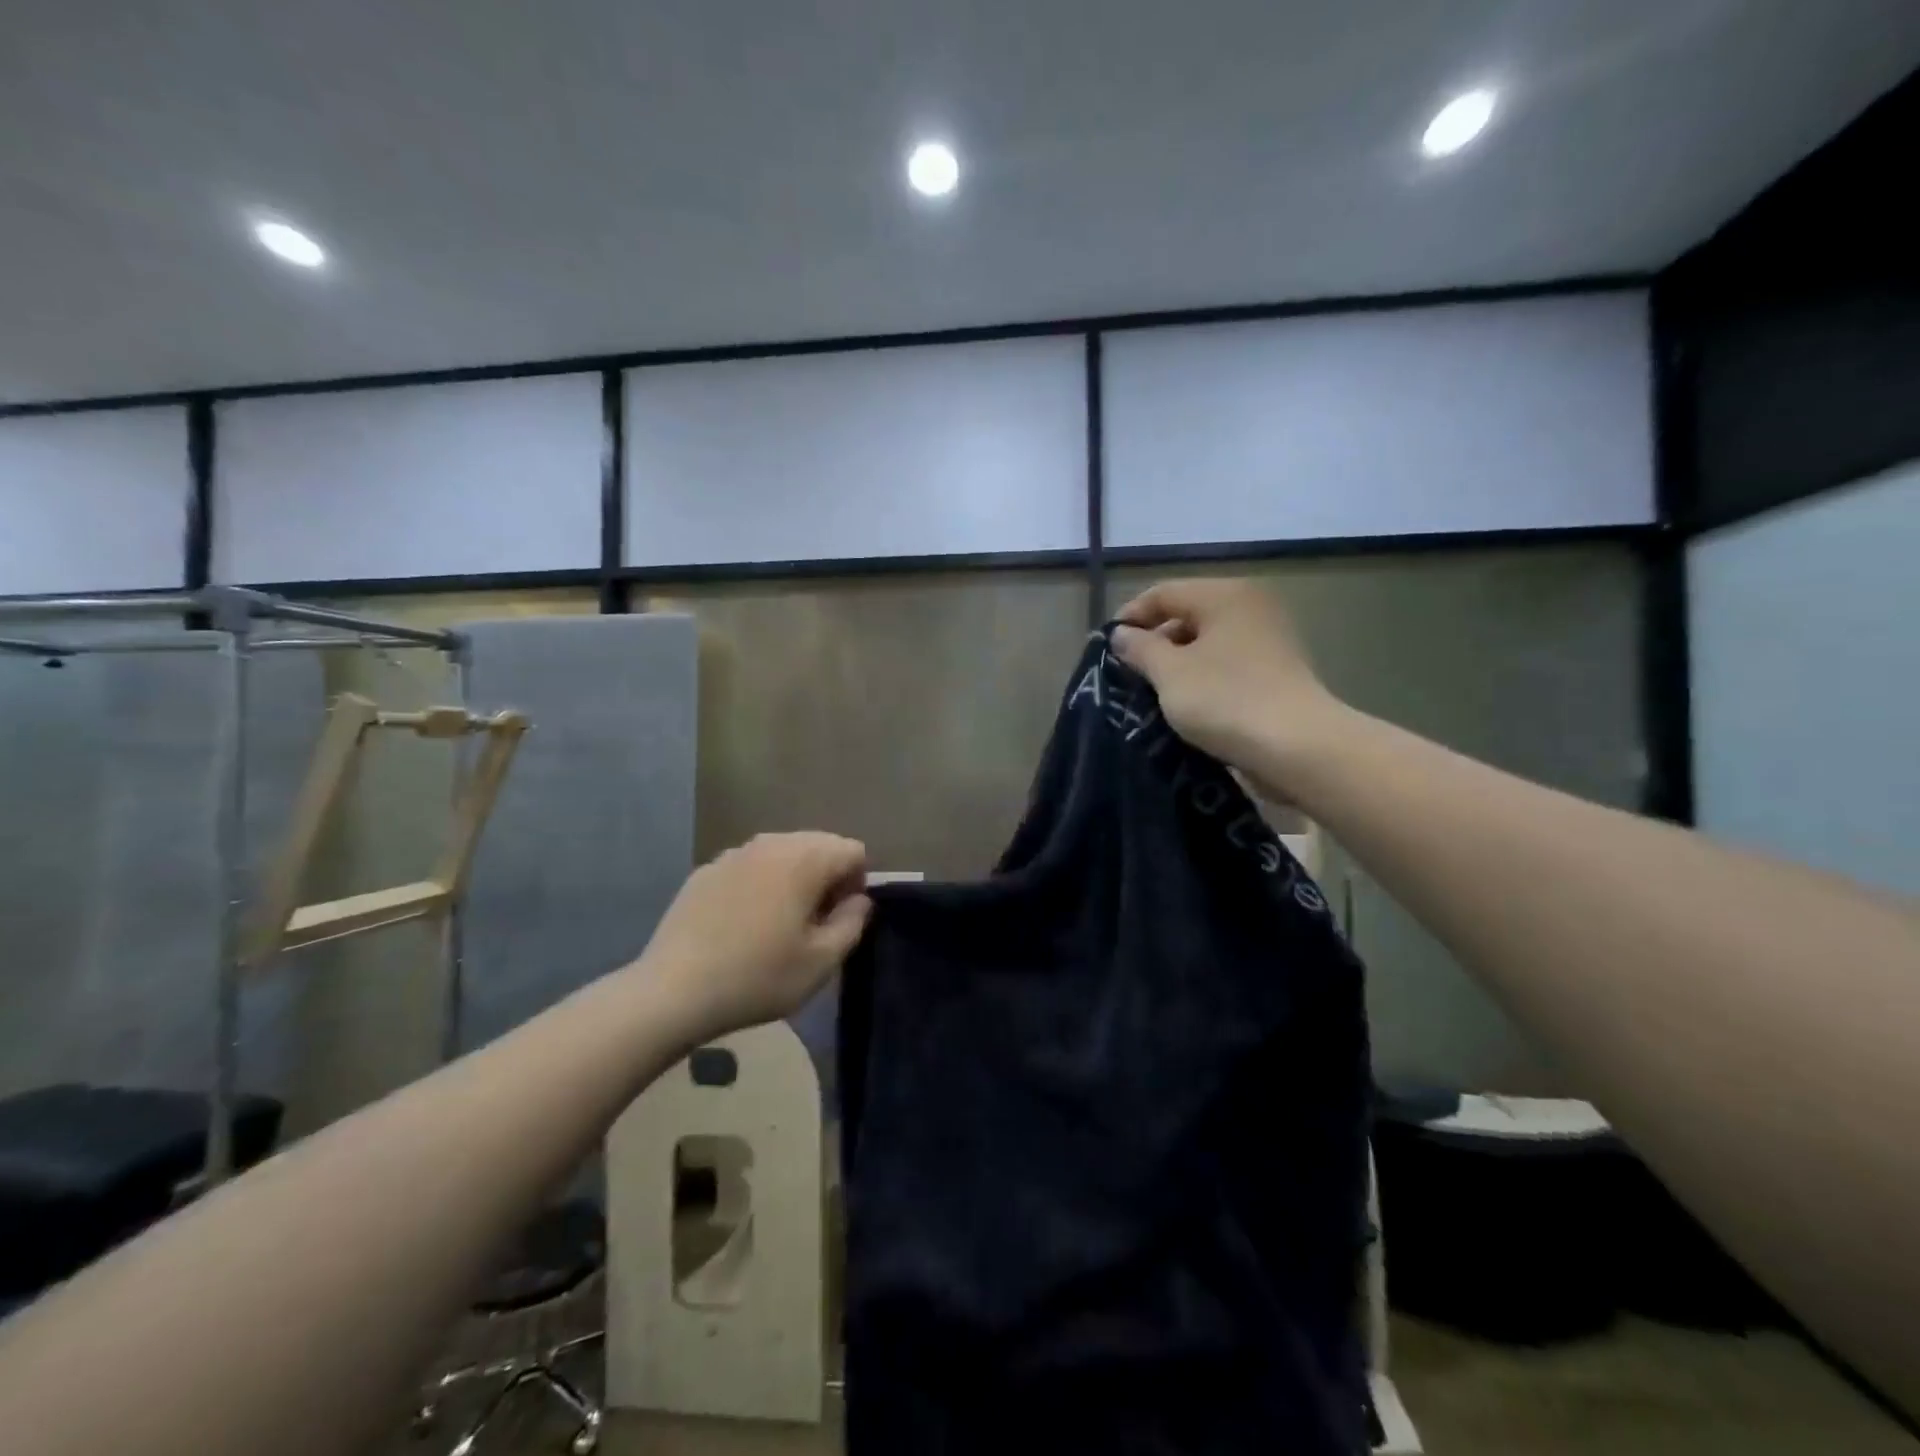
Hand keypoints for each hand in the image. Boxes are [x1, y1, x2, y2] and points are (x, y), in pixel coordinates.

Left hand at [638, 832, 871, 1044]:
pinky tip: (742, 925)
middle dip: (827, 877)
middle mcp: (771, 843)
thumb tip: (858, 900)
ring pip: (782, 853)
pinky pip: (749, 866)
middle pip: (819, 845)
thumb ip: (852, 923)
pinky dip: (759, 884)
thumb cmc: (758, 977)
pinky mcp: (705, 870)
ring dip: (793, 878)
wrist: (672, 991)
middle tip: (814, 923)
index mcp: (805, 859)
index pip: (853, 851)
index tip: (840, 920)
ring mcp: (734, 853)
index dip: (858, 884)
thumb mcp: (822, 962)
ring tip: (779, 923)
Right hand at [1111, 579, 1346, 793]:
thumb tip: (1121, 634)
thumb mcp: (1170, 673)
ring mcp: (1268, 640)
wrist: (1297, 747)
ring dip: (1176, 664)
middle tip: (1126, 673)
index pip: (1164, 593)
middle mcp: (1250, 607)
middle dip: (1153, 642)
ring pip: (1207, 643)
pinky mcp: (1276, 672)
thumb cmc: (1226, 699)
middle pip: (1187, 615)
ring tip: (1150, 692)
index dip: (1130, 617)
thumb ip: (1140, 648)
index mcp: (1225, 595)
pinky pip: (1226, 664)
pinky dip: (1202, 678)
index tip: (1106, 648)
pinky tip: (1184, 704)